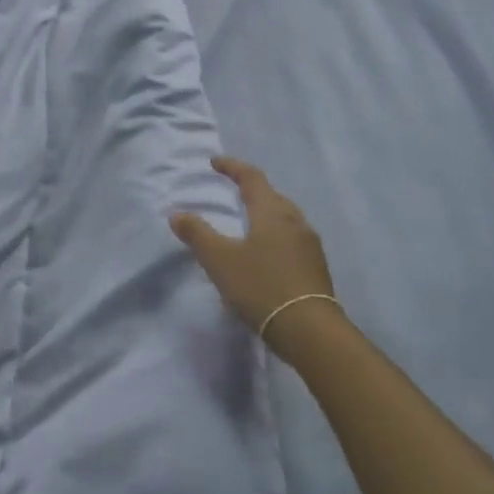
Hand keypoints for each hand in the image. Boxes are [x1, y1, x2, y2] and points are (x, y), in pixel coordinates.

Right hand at [170, 156, 341, 361]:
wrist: (310, 331)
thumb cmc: (261, 287)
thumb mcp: (220, 260)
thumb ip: (197, 234)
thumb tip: (176, 213)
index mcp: (272, 212)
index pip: (251, 177)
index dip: (232, 167)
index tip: (215, 162)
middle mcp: (295, 221)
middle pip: (272, 196)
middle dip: (252, 190)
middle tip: (233, 192)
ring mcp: (310, 245)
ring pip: (286, 218)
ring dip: (266, 214)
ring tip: (249, 223)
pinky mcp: (316, 267)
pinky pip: (293, 239)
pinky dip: (276, 236)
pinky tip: (267, 254)